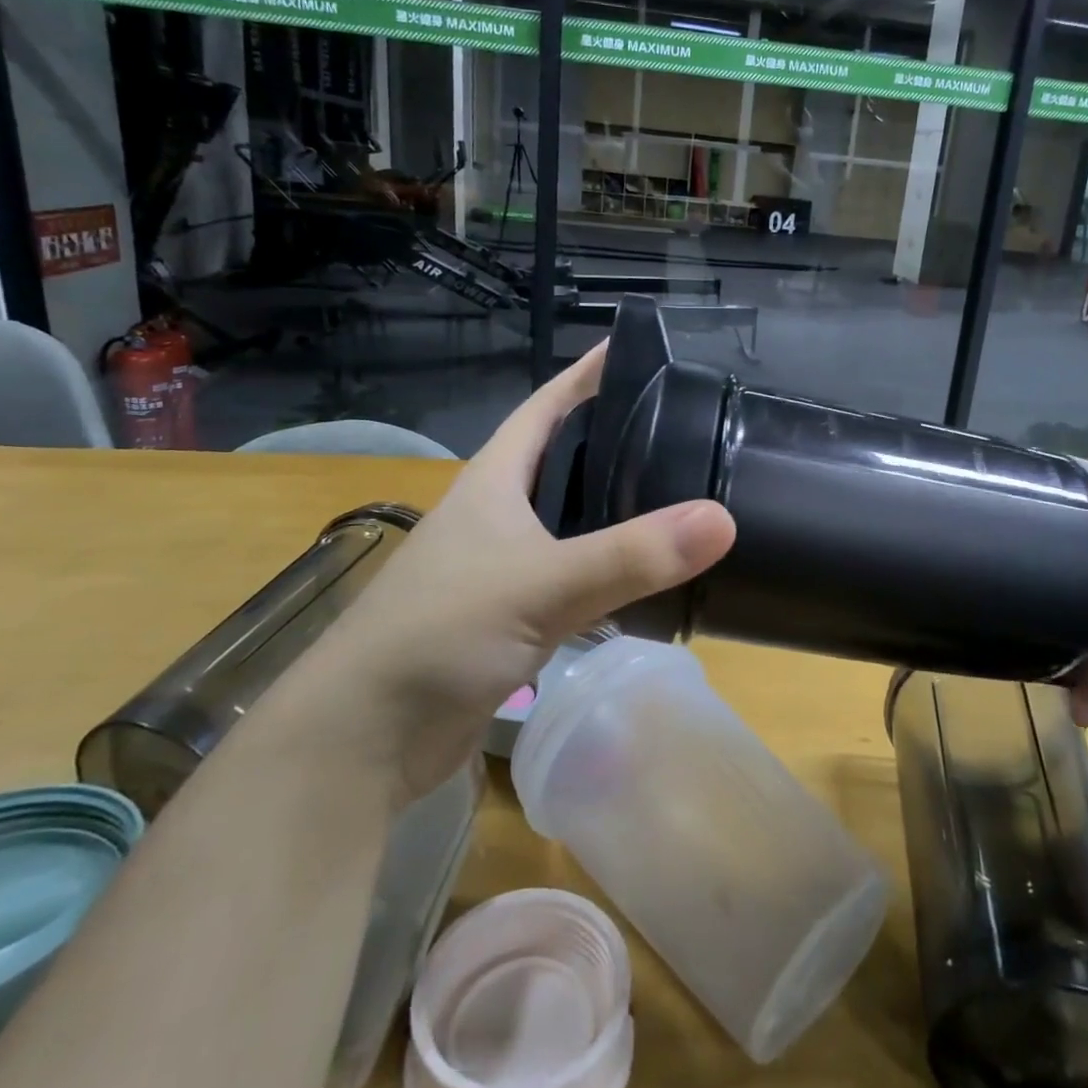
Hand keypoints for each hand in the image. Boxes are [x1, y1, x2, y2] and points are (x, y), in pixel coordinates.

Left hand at [274, 342, 736, 796]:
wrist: (365, 736)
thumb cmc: (440, 634)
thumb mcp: (541, 585)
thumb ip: (631, 555)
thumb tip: (723, 519)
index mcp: (493, 481)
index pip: (546, 407)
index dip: (586, 375)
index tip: (637, 351)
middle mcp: (496, 513)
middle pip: (561, 459)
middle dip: (612, 438)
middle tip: (680, 426)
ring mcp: (500, 565)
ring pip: (568, 519)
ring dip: (612, 506)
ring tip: (676, 491)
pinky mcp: (509, 614)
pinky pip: (570, 574)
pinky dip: (606, 566)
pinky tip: (644, 571)